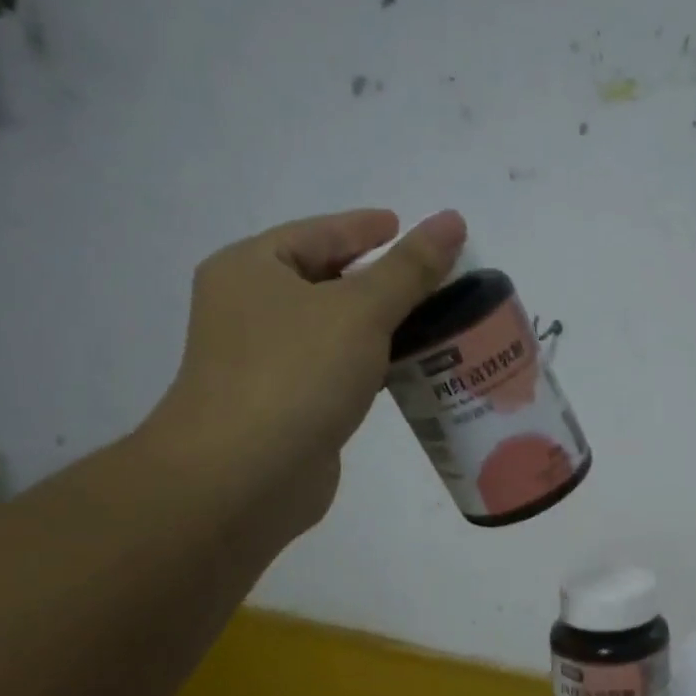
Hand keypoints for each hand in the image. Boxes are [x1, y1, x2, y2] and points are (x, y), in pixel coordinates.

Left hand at [141, 208, 465, 535]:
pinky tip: (410, 369)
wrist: (244, 476)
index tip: (404, 226)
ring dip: (380, 325)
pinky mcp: (287, 405)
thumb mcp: (361, 310)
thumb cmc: (295, 374)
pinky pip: (337, 369)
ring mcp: (266, 361)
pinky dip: (371, 364)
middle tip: (433, 278)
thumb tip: (451, 220)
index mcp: (252, 268)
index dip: (365, 228)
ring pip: (334, 329)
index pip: (319, 233)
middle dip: (380, 279)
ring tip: (435, 320)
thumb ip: (410, 268)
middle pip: (326, 280)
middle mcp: (251, 309)